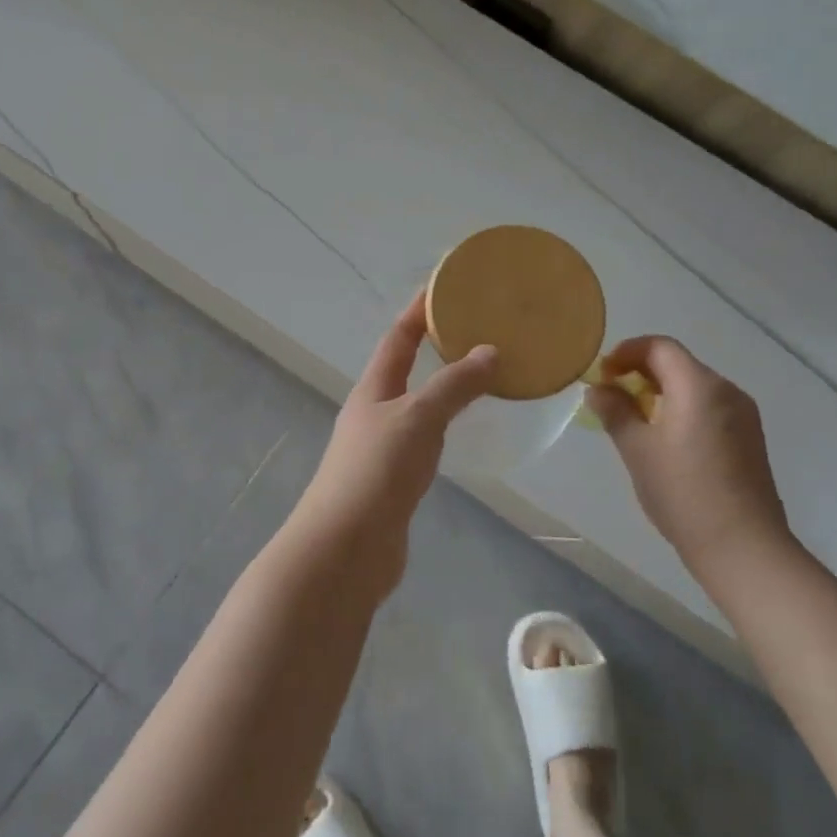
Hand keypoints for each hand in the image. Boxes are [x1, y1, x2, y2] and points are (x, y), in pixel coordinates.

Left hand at [290, 292, 496, 583]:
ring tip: (482, 374)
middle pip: (405, 369)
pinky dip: (445, 425)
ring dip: (443, 387)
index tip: (447, 287)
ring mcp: (382, 447)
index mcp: (373, 389)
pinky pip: (425, 439)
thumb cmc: (377, 471)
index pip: (397, 338)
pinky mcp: (394, 480)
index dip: (419, 311)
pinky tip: (464, 430)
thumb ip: (454, 386)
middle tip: (479, 331)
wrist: (346, 548)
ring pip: (417, 405)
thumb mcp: (418, 418)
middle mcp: (373, 412)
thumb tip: (490, 351)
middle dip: (436, 348)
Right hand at [588, 336, 791, 569]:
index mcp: (699, 386)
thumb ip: (615, 412)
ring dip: (662, 391)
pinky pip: (709, 407)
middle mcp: (727, 390)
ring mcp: (743, 415)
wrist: (743, 547)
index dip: (627, 352)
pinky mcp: (750, 438)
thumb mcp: (637, 450)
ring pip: (695, 386)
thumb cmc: (683, 493)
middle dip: (642, 372)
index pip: (660, 347)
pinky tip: (666, 440)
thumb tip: (598, 390)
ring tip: (635, 419)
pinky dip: (682, 408)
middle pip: (679, 363)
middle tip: (613, 396)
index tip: (603, 374)